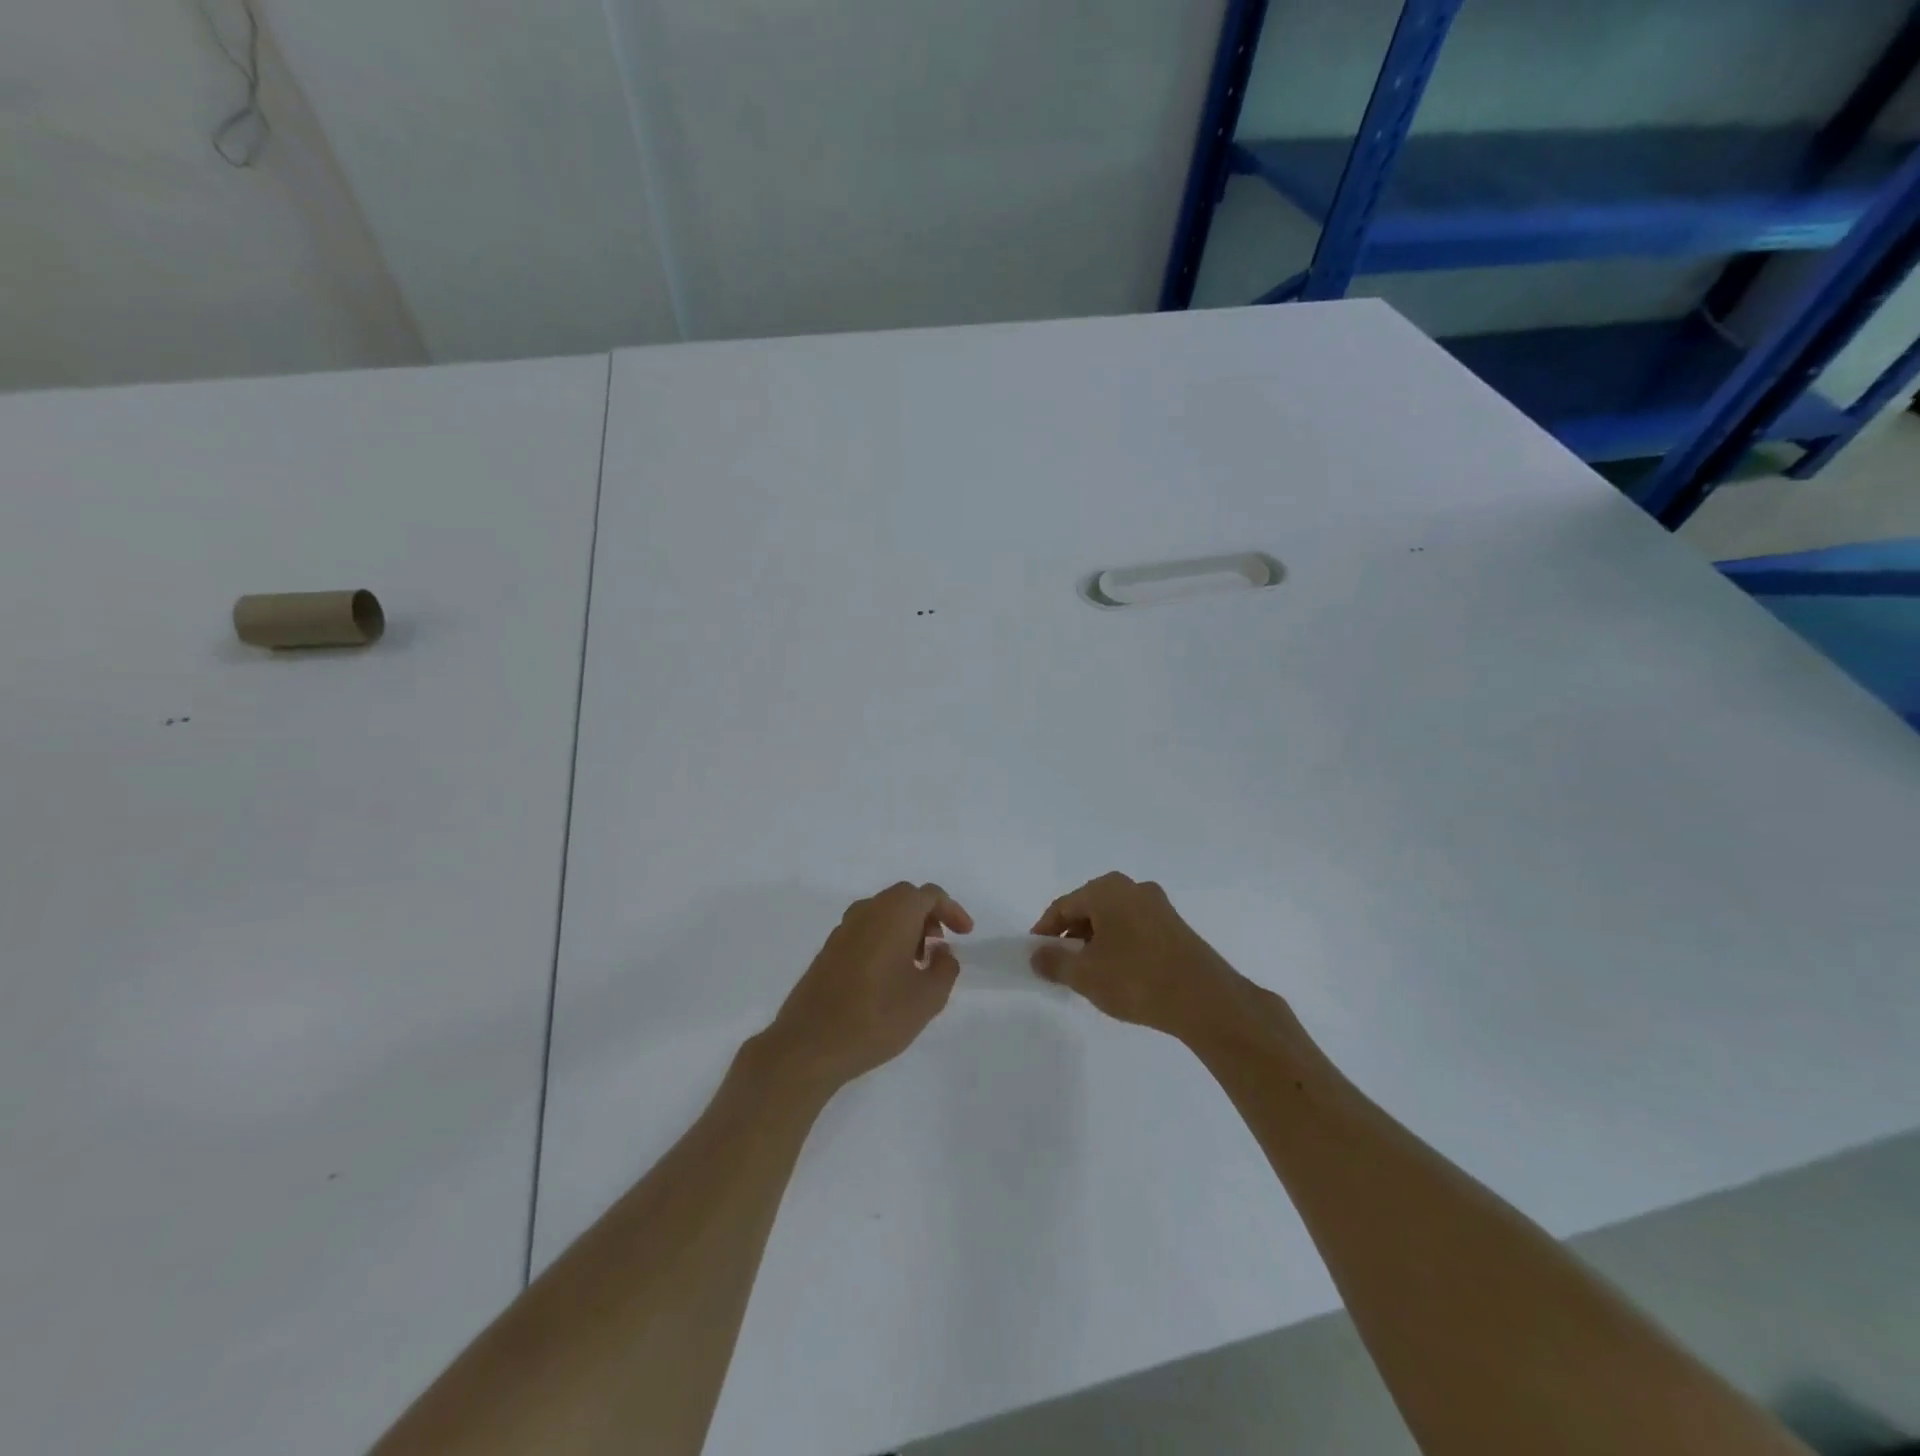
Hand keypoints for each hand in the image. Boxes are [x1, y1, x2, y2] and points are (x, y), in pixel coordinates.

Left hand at [762, 882, 973, 1092]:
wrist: (809, 1044)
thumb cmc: (876, 1017)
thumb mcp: (927, 998)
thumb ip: (945, 969)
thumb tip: (942, 952)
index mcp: (893, 913)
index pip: (929, 895)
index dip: (952, 911)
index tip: (965, 934)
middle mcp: (866, 911)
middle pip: (905, 899)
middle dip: (928, 917)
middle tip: (939, 948)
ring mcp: (843, 929)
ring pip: (883, 913)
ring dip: (905, 929)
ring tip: (916, 965)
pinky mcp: (828, 949)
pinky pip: (865, 930)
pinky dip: (884, 939)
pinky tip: (888, 976)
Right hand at [1030, 872, 1263, 1043]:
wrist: (1205, 1000)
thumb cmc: (1136, 979)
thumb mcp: (1084, 974)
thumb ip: (1054, 962)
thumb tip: (1037, 955)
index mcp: (1107, 890)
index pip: (1063, 906)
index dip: (1045, 931)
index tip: (1036, 955)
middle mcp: (1133, 888)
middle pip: (1089, 909)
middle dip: (1071, 936)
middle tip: (1060, 965)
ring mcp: (1158, 906)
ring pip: (1113, 920)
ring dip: (1095, 942)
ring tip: (1089, 974)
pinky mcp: (1176, 927)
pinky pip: (1134, 930)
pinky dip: (1119, 946)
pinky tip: (1119, 974)